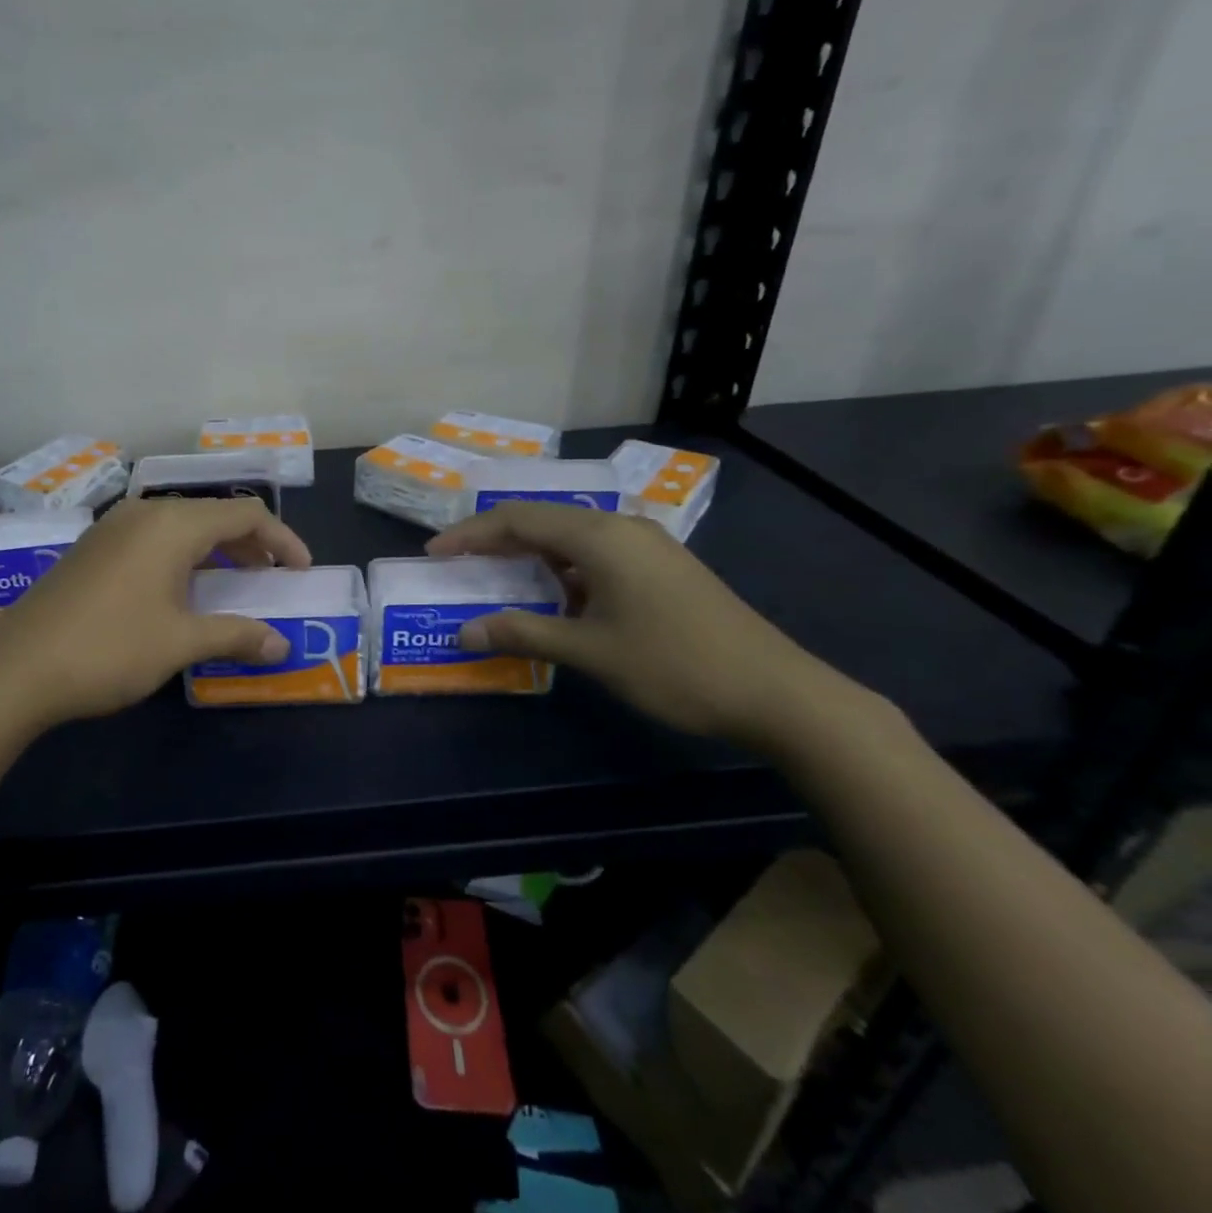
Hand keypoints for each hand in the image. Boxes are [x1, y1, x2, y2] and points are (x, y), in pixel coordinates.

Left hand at [0, 497, 311, 726]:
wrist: (17, 668)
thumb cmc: (110, 648)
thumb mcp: (181, 643)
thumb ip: (236, 636)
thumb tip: (282, 646)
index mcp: (173, 524)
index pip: (245, 514)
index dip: (281, 539)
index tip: (301, 570)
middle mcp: (144, 513)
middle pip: (213, 515)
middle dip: (250, 543)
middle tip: (272, 576)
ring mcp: (113, 528)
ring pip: (180, 526)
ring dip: (215, 549)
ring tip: (234, 581)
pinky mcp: (92, 549)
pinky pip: (153, 539)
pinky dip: (182, 556)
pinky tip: (181, 589)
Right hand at [427, 501, 869, 746]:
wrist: (777, 692)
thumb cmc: (675, 665)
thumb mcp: (590, 650)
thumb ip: (524, 633)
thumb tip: (465, 631)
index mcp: (600, 535)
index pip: (518, 520)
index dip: (470, 534)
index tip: (434, 554)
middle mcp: (621, 526)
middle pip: (542, 521)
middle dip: (495, 541)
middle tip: (457, 564)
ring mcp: (646, 545)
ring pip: (570, 537)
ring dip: (529, 556)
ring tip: (496, 579)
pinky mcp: (661, 567)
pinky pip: (595, 554)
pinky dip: (562, 569)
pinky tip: (553, 597)